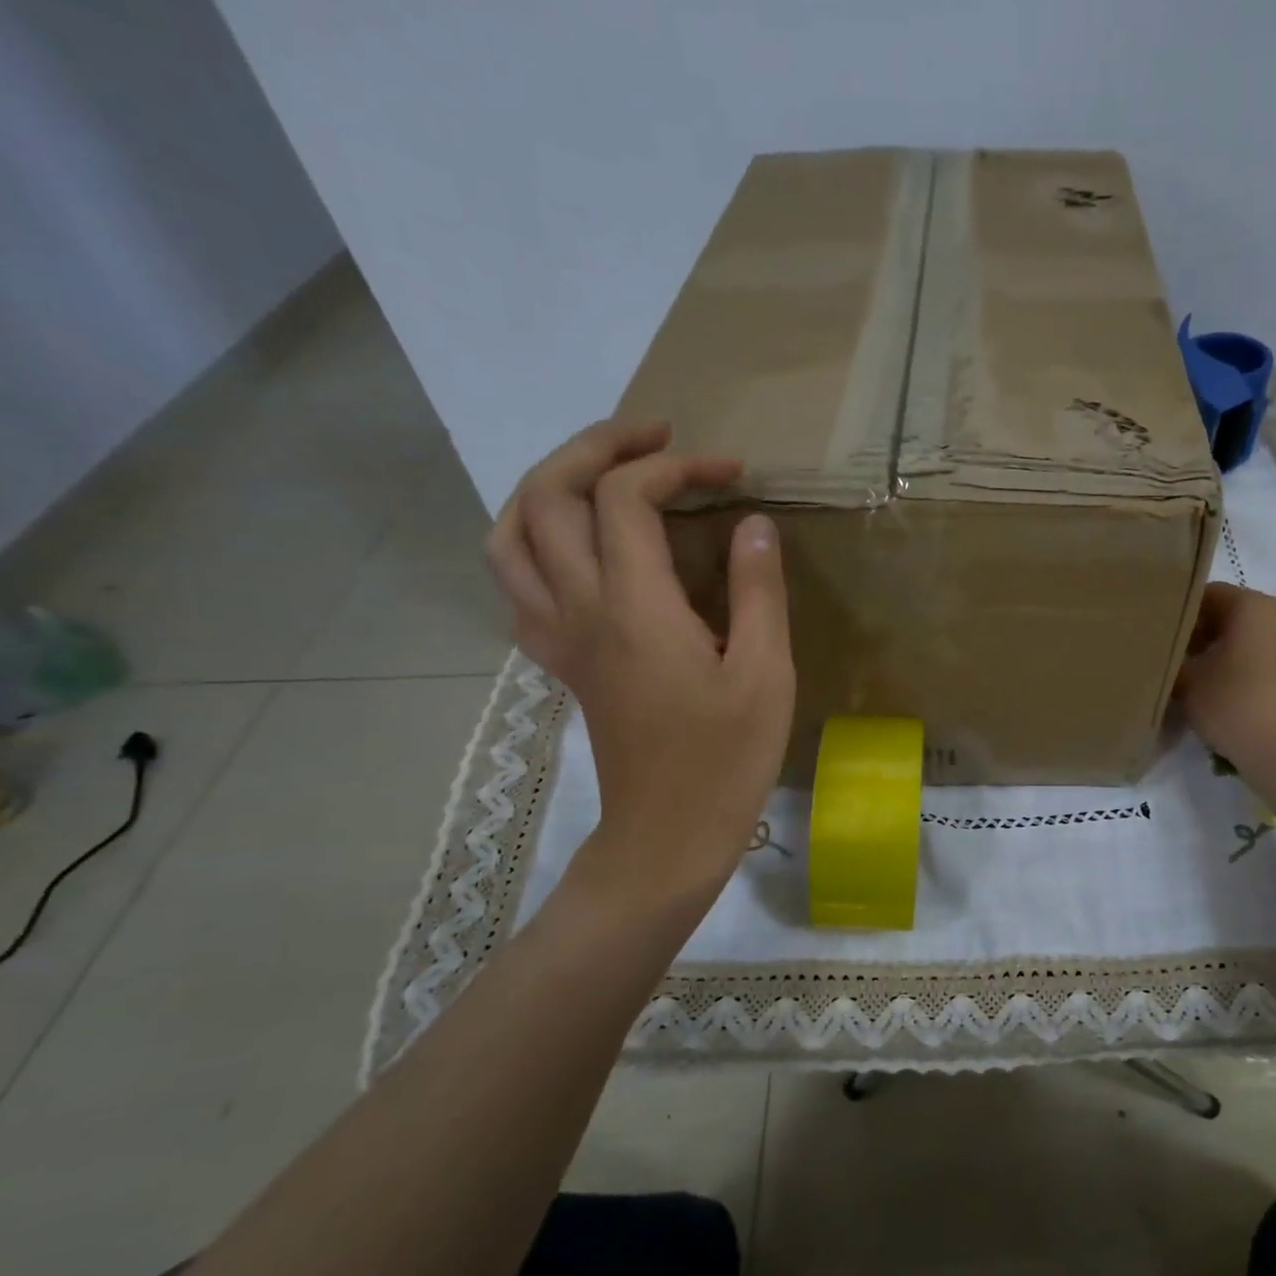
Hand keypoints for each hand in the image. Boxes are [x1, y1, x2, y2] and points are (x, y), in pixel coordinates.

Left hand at [488, 419, 794, 924]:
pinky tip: (575, 552)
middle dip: (596, 447)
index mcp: (634, 607)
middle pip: (547, 495)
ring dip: (547, 487)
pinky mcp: (561, 664)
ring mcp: (559, 637)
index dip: (675, 467)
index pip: (625, 498)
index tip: (730, 474)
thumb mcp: (765, 676)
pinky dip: (533, 546)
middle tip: (654, 438)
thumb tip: (752, 524)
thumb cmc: (725, 761)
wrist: (666, 836)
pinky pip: (517, 587)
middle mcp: (580, 608)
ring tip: (598, 477)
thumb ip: (757, 592)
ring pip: (510, 536)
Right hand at [1174, 583, 1275, 798]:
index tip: (1164, 638)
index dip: (1182, 613)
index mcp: (1255, 608)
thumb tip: (1170, 662)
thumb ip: (1174, 665)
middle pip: (1238, 617)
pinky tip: (1245, 709)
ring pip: (1262, 644)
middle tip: (1182, 664)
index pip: (1209, 593)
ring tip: (1212, 689)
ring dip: (1236, 658)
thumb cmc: (1238, 709)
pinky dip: (1261, 680)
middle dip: (1208, 636)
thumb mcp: (1188, 686)